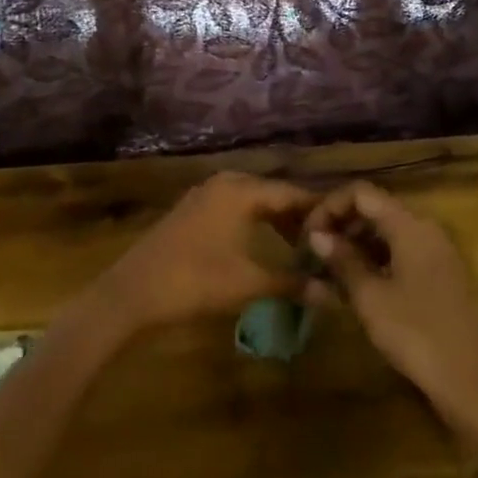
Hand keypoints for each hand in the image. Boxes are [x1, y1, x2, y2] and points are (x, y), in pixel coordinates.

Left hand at [98, 171, 316, 331]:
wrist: (132, 292)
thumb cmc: (195, 281)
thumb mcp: (249, 283)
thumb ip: (293, 283)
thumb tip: (333, 294)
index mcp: (241, 190)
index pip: (292, 193)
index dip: (318, 210)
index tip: (345, 227)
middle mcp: (225, 183)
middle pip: (272, 193)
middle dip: (298, 215)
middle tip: (324, 240)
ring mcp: (204, 195)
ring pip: (252, 200)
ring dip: (275, 219)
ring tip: (298, 245)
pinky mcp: (191, 211)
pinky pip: (233, 207)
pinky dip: (253, 222)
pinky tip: (262, 244)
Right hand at [305, 182, 477, 456]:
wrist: (470, 381)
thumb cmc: (415, 334)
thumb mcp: (370, 297)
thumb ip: (342, 260)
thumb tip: (317, 235)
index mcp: (410, 226)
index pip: (361, 193)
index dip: (329, 206)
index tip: (308, 235)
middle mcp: (426, 229)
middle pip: (375, 208)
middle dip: (341, 224)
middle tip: (314, 252)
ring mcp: (436, 251)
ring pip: (388, 231)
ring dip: (356, 242)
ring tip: (329, 268)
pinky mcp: (440, 273)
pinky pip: (401, 250)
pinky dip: (375, 257)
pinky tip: (356, 282)